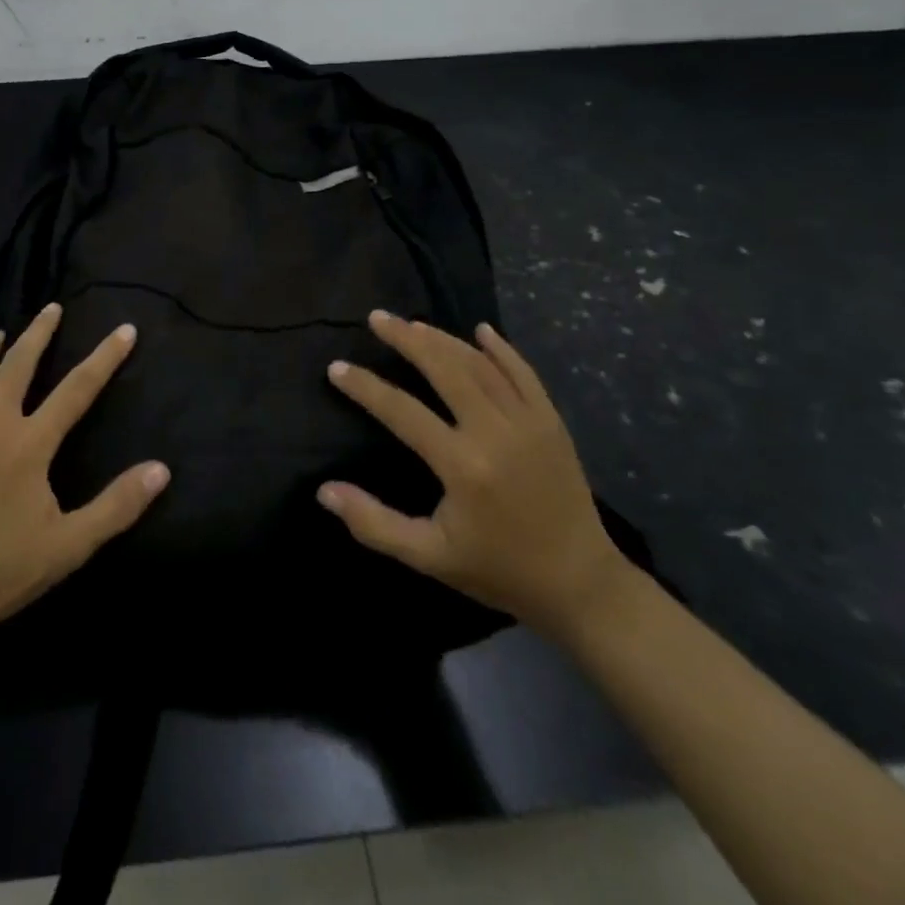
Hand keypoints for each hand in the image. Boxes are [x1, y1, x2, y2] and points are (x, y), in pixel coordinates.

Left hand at [0, 302, 169, 653]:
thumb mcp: (69, 545)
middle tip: (52, 308)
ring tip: (3, 333)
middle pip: (18, 365)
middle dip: (40, 333)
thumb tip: (161, 469)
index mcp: (28, 443)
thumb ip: (116, 505)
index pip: (76, 389)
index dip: (104, 358)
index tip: (124, 330)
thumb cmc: (0, 570)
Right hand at [318, 311, 626, 636]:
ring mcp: (529, 423)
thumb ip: (374, 523)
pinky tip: (481, 331)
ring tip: (412, 323)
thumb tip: (324, 491)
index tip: (336, 368)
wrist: (581, 585)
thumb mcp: (429, 556)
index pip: (401, 411)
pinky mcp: (552, 423)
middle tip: (377, 319)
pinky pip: (524, 374)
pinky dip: (501, 349)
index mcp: (462, 465)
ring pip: (480, 365)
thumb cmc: (498, 570)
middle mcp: (495, 433)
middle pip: (445, 369)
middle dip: (406, 339)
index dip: (365, 387)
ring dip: (444, 339)